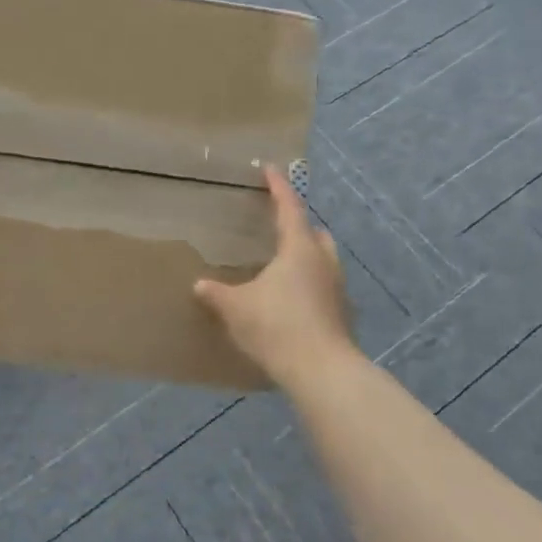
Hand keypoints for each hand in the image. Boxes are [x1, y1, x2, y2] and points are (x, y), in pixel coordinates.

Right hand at [194, 166, 352, 387]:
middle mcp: (323, 262)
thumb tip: (200, 285)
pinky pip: (325, 285)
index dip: (278, 187)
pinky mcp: (342, 314)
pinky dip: (310, 282)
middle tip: (278, 224)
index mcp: (298, 249)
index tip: (270, 169)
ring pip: (324, 259)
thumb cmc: (277, 326)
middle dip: (298, 224)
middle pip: (314, 233)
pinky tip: (292, 298)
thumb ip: (217, 294)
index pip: (289, 207)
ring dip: (307, 254)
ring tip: (283, 263)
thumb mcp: (236, 308)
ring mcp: (337, 288)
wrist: (322, 372)